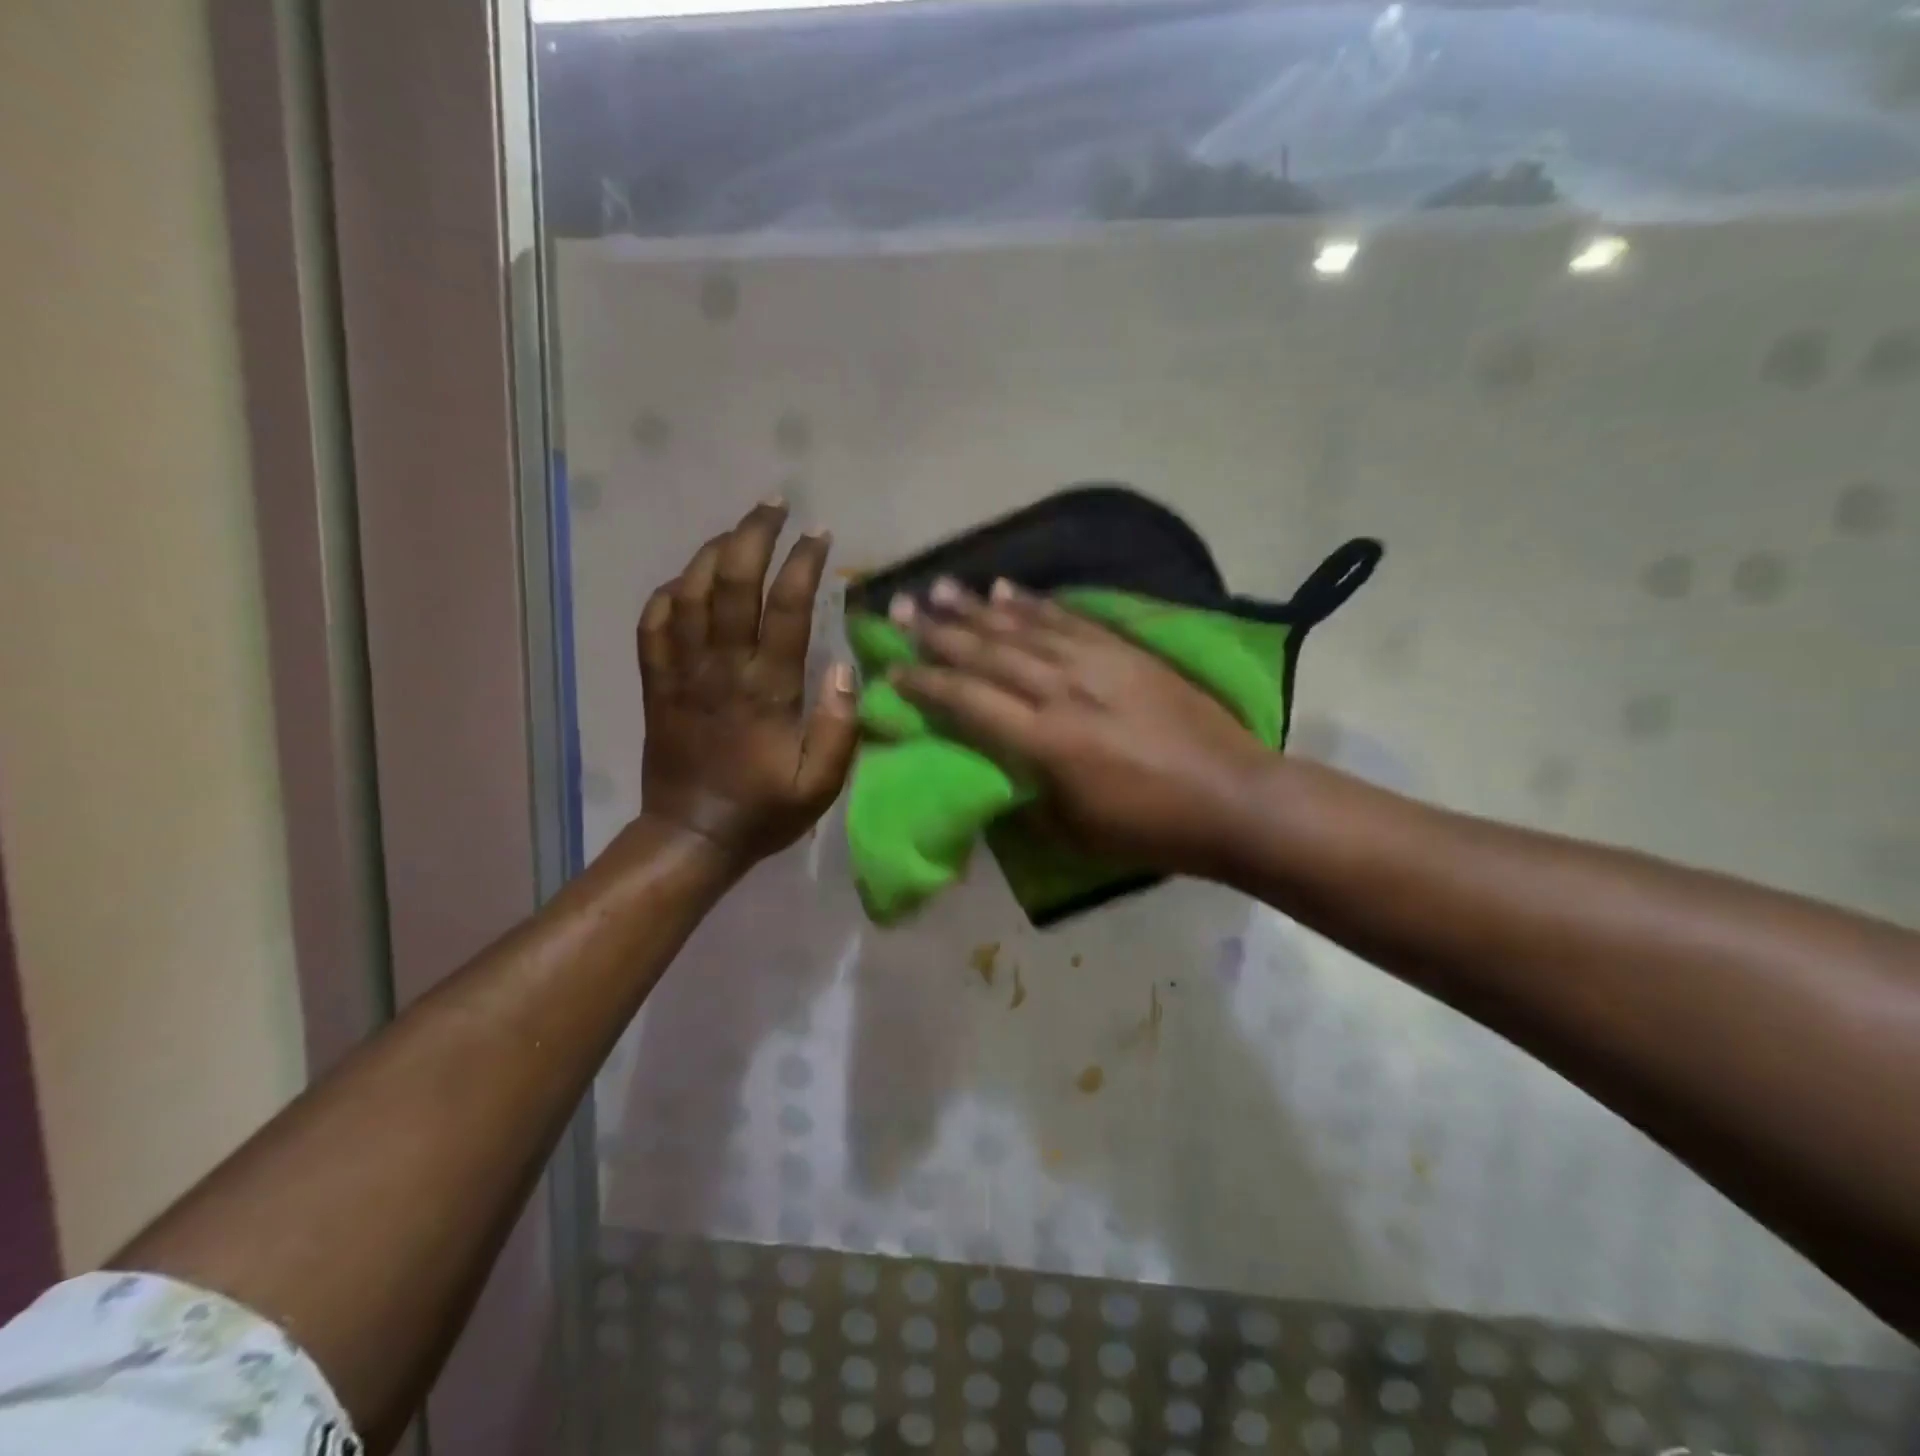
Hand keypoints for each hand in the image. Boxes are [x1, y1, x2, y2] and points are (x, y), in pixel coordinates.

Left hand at [638, 501, 856, 872]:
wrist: (691, 836)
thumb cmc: (763, 810)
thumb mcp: (820, 784)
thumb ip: (838, 727)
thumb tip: (844, 667)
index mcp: (766, 690)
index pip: (785, 609)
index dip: (803, 563)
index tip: (819, 534)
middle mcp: (720, 669)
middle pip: (731, 584)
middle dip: (753, 535)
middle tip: (774, 505)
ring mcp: (681, 673)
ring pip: (689, 594)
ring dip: (713, 553)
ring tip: (737, 530)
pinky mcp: (655, 683)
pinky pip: (653, 625)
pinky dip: (668, 594)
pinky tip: (687, 581)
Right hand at [889, 578, 1269, 874]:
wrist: (1231, 799)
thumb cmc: (1147, 829)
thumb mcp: (1071, 832)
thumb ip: (1024, 796)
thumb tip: (994, 770)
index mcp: (1044, 742)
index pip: (967, 701)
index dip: (925, 683)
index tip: (892, 668)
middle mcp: (1061, 691)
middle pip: (987, 653)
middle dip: (938, 631)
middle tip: (900, 608)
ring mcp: (1096, 664)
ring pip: (1023, 628)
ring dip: (977, 607)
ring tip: (940, 587)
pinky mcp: (1125, 652)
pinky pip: (1069, 620)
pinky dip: (1035, 604)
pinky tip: (1008, 590)